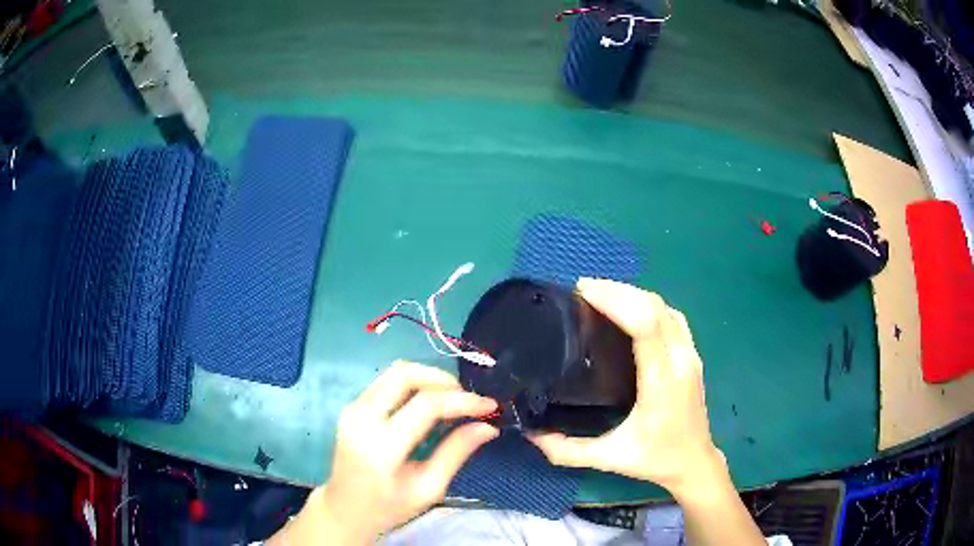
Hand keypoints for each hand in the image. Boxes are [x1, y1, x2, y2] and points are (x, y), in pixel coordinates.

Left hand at [272, 361, 497, 544]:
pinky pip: (386, 383)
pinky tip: (428, 407)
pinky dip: (413, 386)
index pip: (426, 405)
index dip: (462, 401)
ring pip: (394, 372)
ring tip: (451, 403)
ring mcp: (353, 408)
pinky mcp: (352, 406)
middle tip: (467, 399)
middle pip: (405, 374)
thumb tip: (488, 427)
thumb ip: (456, 453)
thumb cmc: (388, 507)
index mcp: (381, 446)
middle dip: (442, 379)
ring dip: (428, 379)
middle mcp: (362, 418)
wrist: (345, 509)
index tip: (490, 405)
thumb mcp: (428, 488)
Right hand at [529, 278, 724, 496]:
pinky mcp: (692, 355)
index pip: (644, 325)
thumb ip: (567, 450)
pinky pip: (672, 317)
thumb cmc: (655, 460)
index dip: (616, 301)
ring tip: (600, 294)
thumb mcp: (609, 458)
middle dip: (618, 290)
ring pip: (665, 307)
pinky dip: (648, 304)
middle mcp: (680, 361)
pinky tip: (629, 308)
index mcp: (661, 382)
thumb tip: (531, 434)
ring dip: (633, 294)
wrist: (695, 463)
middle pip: (654, 307)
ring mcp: (690, 355)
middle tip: (582, 289)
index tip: (583, 292)